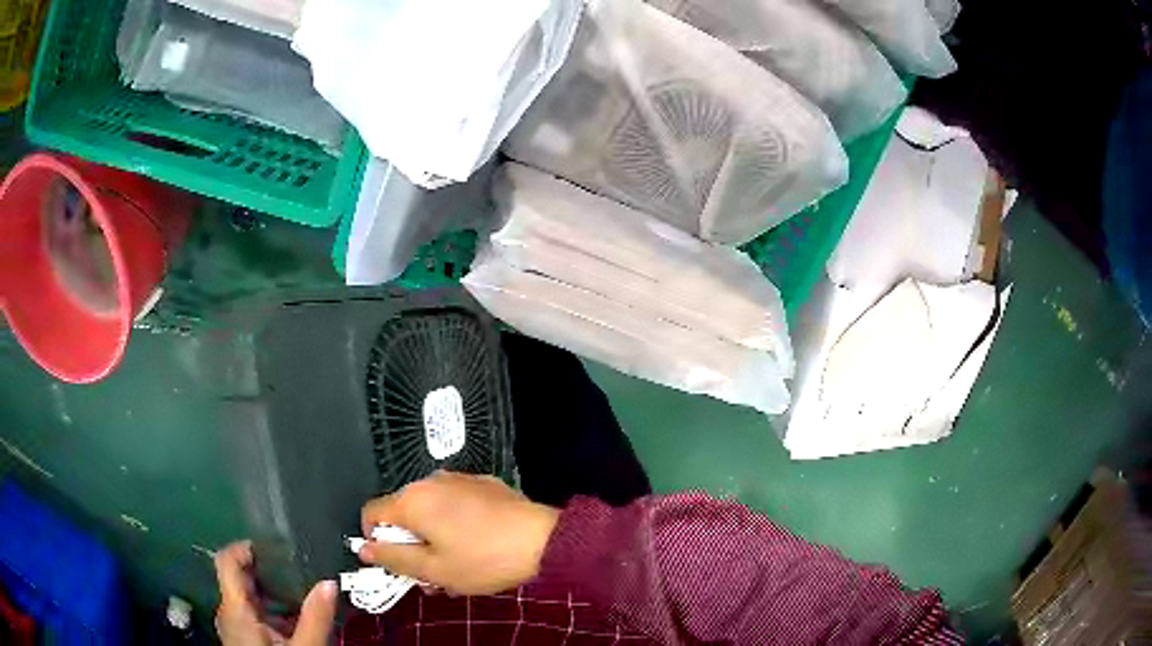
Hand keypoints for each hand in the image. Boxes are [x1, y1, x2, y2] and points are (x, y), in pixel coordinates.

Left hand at [214, 541, 336, 645]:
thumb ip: (316, 617)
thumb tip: (330, 583)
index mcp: (235, 609)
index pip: (227, 560)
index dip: (246, 546)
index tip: (276, 546)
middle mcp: (229, 612)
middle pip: (239, 577)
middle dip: (267, 569)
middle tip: (297, 566)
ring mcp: (234, 626)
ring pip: (248, 596)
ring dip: (272, 591)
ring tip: (301, 591)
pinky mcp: (244, 637)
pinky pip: (254, 613)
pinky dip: (272, 609)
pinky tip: (296, 619)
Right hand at [359, 471, 559, 595]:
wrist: (543, 540)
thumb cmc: (483, 559)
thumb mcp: (434, 569)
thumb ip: (393, 558)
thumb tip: (363, 549)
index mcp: (412, 500)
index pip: (371, 513)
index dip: (374, 540)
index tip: (393, 563)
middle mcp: (430, 481)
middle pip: (401, 512)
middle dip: (408, 544)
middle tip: (428, 573)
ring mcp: (459, 479)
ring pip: (429, 509)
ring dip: (431, 536)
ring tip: (454, 565)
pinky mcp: (483, 483)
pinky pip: (454, 503)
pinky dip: (452, 522)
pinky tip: (474, 545)